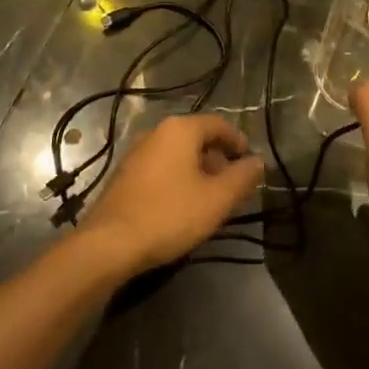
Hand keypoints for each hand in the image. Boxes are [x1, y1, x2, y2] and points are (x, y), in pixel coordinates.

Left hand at [79, 114, 264, 274]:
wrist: (110, 243)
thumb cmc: (170, 214)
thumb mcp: (217, 199)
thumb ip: (242, 178)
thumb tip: (258, 162)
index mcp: (180, 130)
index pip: (218, 124)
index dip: (239, 142)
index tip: (251, 164)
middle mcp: (156, 133)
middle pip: (197, 138)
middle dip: (219, 160)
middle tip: (233, 187)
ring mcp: (136, 153)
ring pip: (178, 155)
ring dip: (198, 172)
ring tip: (211, 200)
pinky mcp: (125, 175)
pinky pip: (161, 168)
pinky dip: (178, 180)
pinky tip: (183, 207)